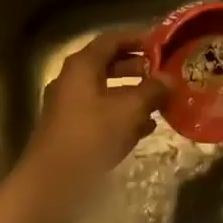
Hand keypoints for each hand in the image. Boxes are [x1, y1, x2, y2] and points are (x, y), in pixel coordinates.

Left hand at [18, 31, 169, 210]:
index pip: (113, 39)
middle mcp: (73, 80)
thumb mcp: (129, 110)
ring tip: (162, 102)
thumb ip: (152, 90)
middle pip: (110, 64)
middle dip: (139, 68)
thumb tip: (169, 79)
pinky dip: (123, 115)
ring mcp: (70, 106)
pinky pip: (102, 113)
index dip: (139, 38)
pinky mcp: (73, 131)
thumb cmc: (91, 136)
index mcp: (82, 66)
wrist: (52, 183)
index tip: (163, 44)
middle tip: (166, 73)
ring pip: (107, 91)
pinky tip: (146, 128)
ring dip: (134, 94)